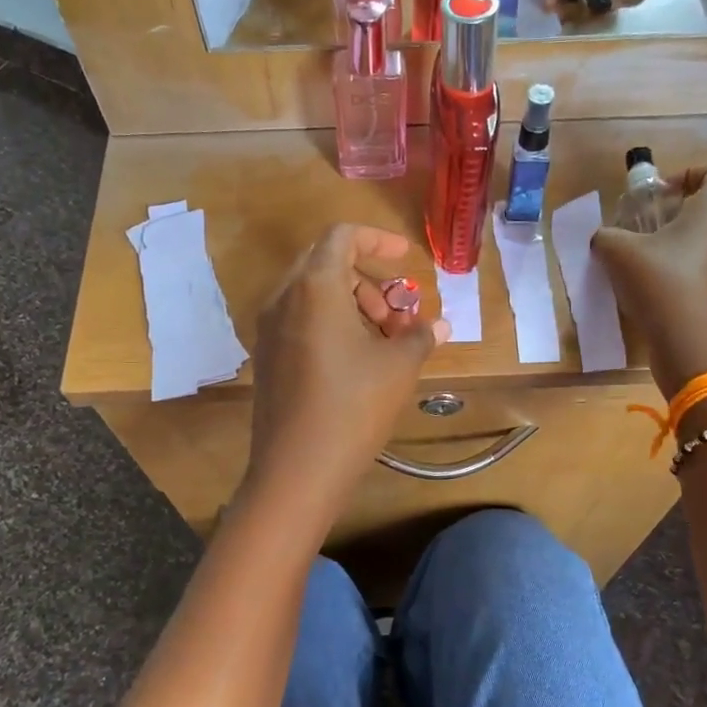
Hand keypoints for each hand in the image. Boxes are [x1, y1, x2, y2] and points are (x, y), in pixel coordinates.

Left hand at [246, 225, 450, 509]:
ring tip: (385, 343)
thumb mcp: (399, 367)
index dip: (378, 240)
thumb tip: (439, 325)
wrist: (297, 469)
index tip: (405, 258)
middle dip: (369, 280)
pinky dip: (331, 324)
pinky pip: (300, 321)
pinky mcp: (267, 357)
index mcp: (314, 287)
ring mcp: (269, 329)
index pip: (342, 237)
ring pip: (312, 295)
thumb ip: (420, 335)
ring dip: (352, 304)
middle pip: (326, 264)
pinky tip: (357, 361)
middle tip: (398, 314)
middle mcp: (283, 298)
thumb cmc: (354, 406)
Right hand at [593, 163, 706, 397]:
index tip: (660, 197)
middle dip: (682, 212)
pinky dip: (698, 273)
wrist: (700, 353)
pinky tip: (669, 296)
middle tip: (647, 232)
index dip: (690, 173)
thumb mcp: (620, 254)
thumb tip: (604, 238)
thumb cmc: (664, 288)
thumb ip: (607, 235)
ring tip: (654, 266)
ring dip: (689, 245)